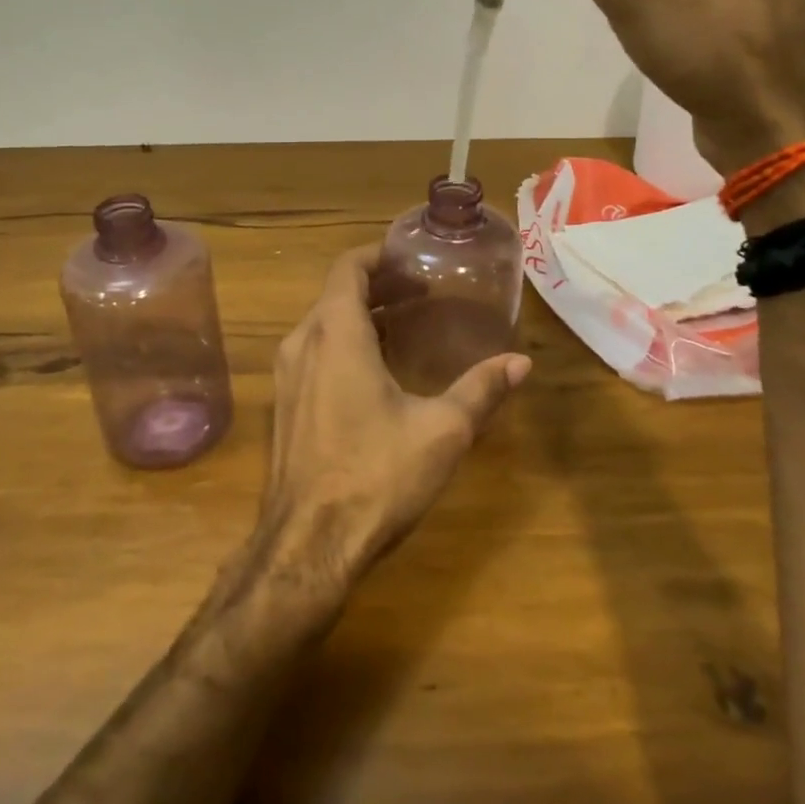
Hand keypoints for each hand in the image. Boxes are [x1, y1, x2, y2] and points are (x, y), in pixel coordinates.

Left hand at [255, 246, 529, 596]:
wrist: (307, 546)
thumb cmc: (375, 476)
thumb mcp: (441, 431)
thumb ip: (481, 390)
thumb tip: (521, 362)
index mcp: (335, 334)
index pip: (349, 267)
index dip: (380, 257)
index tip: (413, 260)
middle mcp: (302, 344)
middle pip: (336, 294)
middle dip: (378, 286)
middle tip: (423, 293)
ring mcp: (286, 377)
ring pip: (323, 325)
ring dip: (361, 316)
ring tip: (406, 326)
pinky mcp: (283, 407)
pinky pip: (314, 354)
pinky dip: (344, 345)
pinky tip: (377, 372)